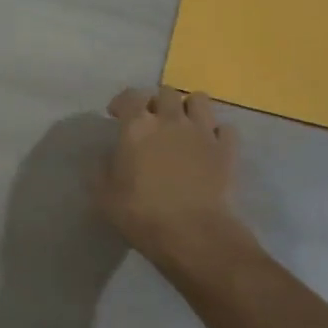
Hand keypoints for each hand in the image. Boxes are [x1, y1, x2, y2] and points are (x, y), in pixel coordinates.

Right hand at [98, 86, 252, 273]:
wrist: (193, 234)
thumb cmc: (141, 214)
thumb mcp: (104, 196)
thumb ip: (100, 170)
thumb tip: (104, 157)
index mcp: (138, 127)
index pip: (130, 96)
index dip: (122, 102)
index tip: (116, 115)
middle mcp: (171, 120)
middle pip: (166, 93)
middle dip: (156, 102)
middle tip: (150, 121)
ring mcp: (203, 132)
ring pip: (199, 100)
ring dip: (188, 108)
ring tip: (182, 125)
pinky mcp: (227, 150)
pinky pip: (225, 128)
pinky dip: (217, 133)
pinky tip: (209, 146)